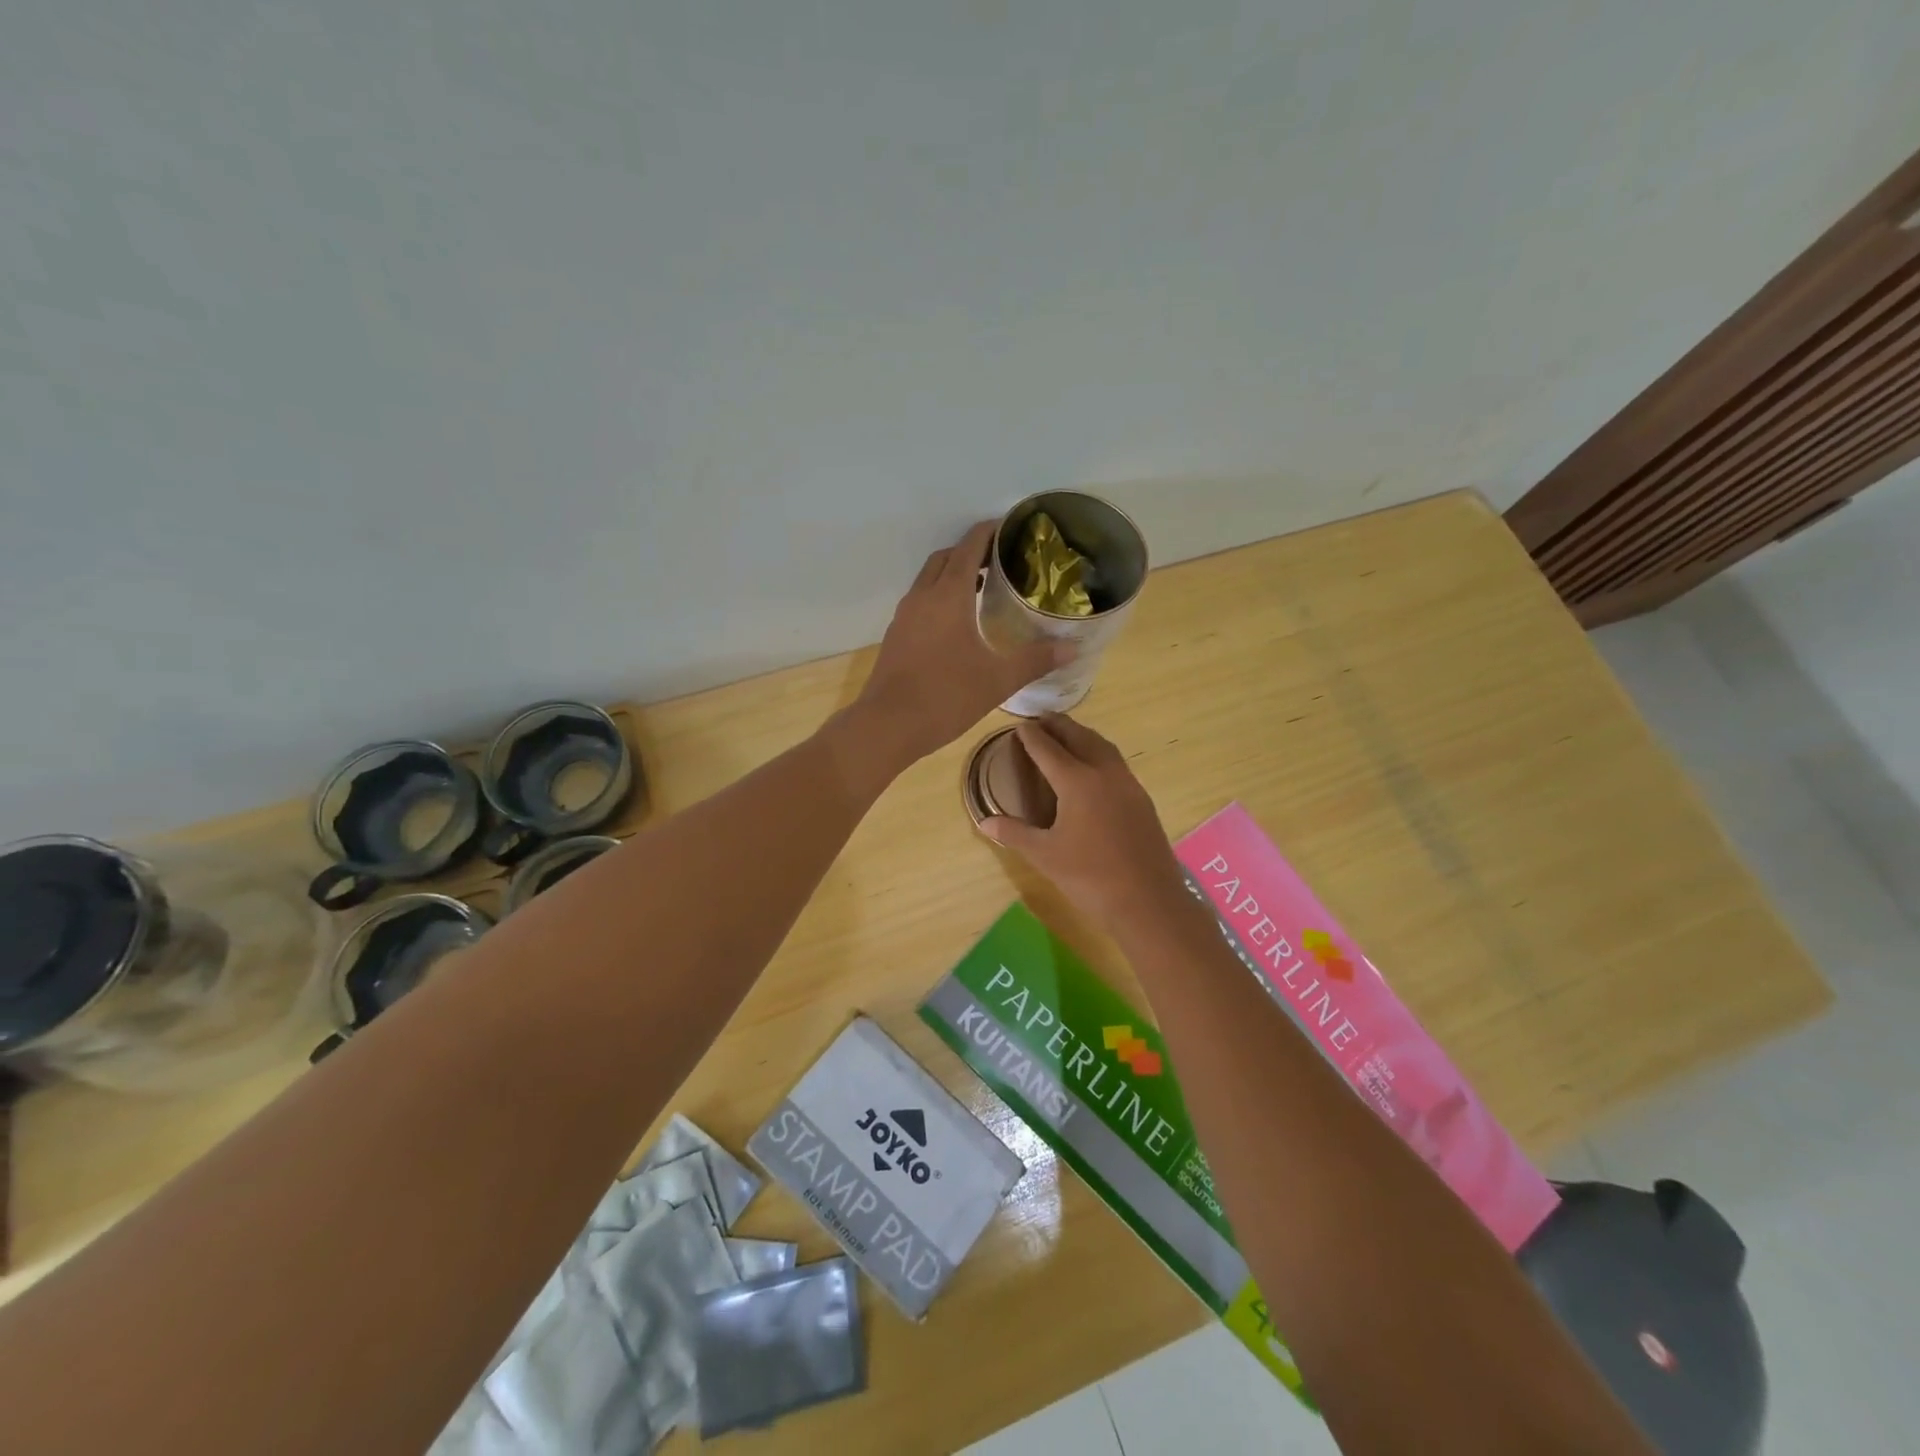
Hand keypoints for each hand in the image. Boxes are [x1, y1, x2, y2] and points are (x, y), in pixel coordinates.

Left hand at [855, 521, 1065, 762]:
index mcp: (949, 595)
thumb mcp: (998, 679)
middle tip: (1000, 560)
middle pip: (946, 557)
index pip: (969, 546)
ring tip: (982, 587)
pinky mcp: (895, 635)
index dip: (989, 532)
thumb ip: (1036, 659)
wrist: (888, 725)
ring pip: (928, 578)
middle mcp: (923, 596)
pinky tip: (956, 621)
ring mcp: (904, 615)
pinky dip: (938, 595)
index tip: (1010, 528)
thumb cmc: (947, 696)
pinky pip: (919, 600)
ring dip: (952, 573)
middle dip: (971, 550)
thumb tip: (1072, 648)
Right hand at [980, 714, 1193, 936]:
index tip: (1020, 726)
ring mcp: (1128, 784)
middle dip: (1060, 726)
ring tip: (1068, 734)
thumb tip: (984, 822)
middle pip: (1080, 738)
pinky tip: (1094, 767)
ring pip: (1103, 747)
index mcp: (1077, 782)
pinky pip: (1116, 763)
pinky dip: (1099, 752)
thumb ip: (1014, 834)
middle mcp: (1104, 773)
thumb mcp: (1045, 856)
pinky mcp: (1142, 799)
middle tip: (1043, 718)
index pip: (1048, 750)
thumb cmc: (1090, 877)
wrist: (1148, 901)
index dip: (1032, 737)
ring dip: (1083, 735)